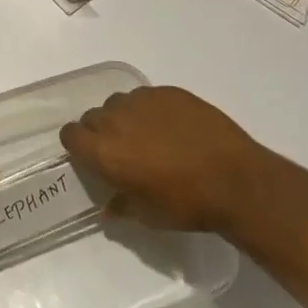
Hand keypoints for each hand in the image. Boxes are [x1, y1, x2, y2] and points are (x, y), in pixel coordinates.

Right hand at [60, 86, 262, 232]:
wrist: (237, 181)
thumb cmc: (188, 205)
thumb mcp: (150, 215)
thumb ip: (122, 205)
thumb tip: (108, 208)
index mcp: (104, 151)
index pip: (70, 135)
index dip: (78, 145)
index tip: (91, 156)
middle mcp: (115, 120)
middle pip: (92, 117)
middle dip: (101, 131)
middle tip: (123, 150)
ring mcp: (142, 101)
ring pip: (119, 103)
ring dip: (125, 117)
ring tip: (149, 136)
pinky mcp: (167, 92)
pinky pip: (147, 96)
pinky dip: (152, 109)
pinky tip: (173, 127)